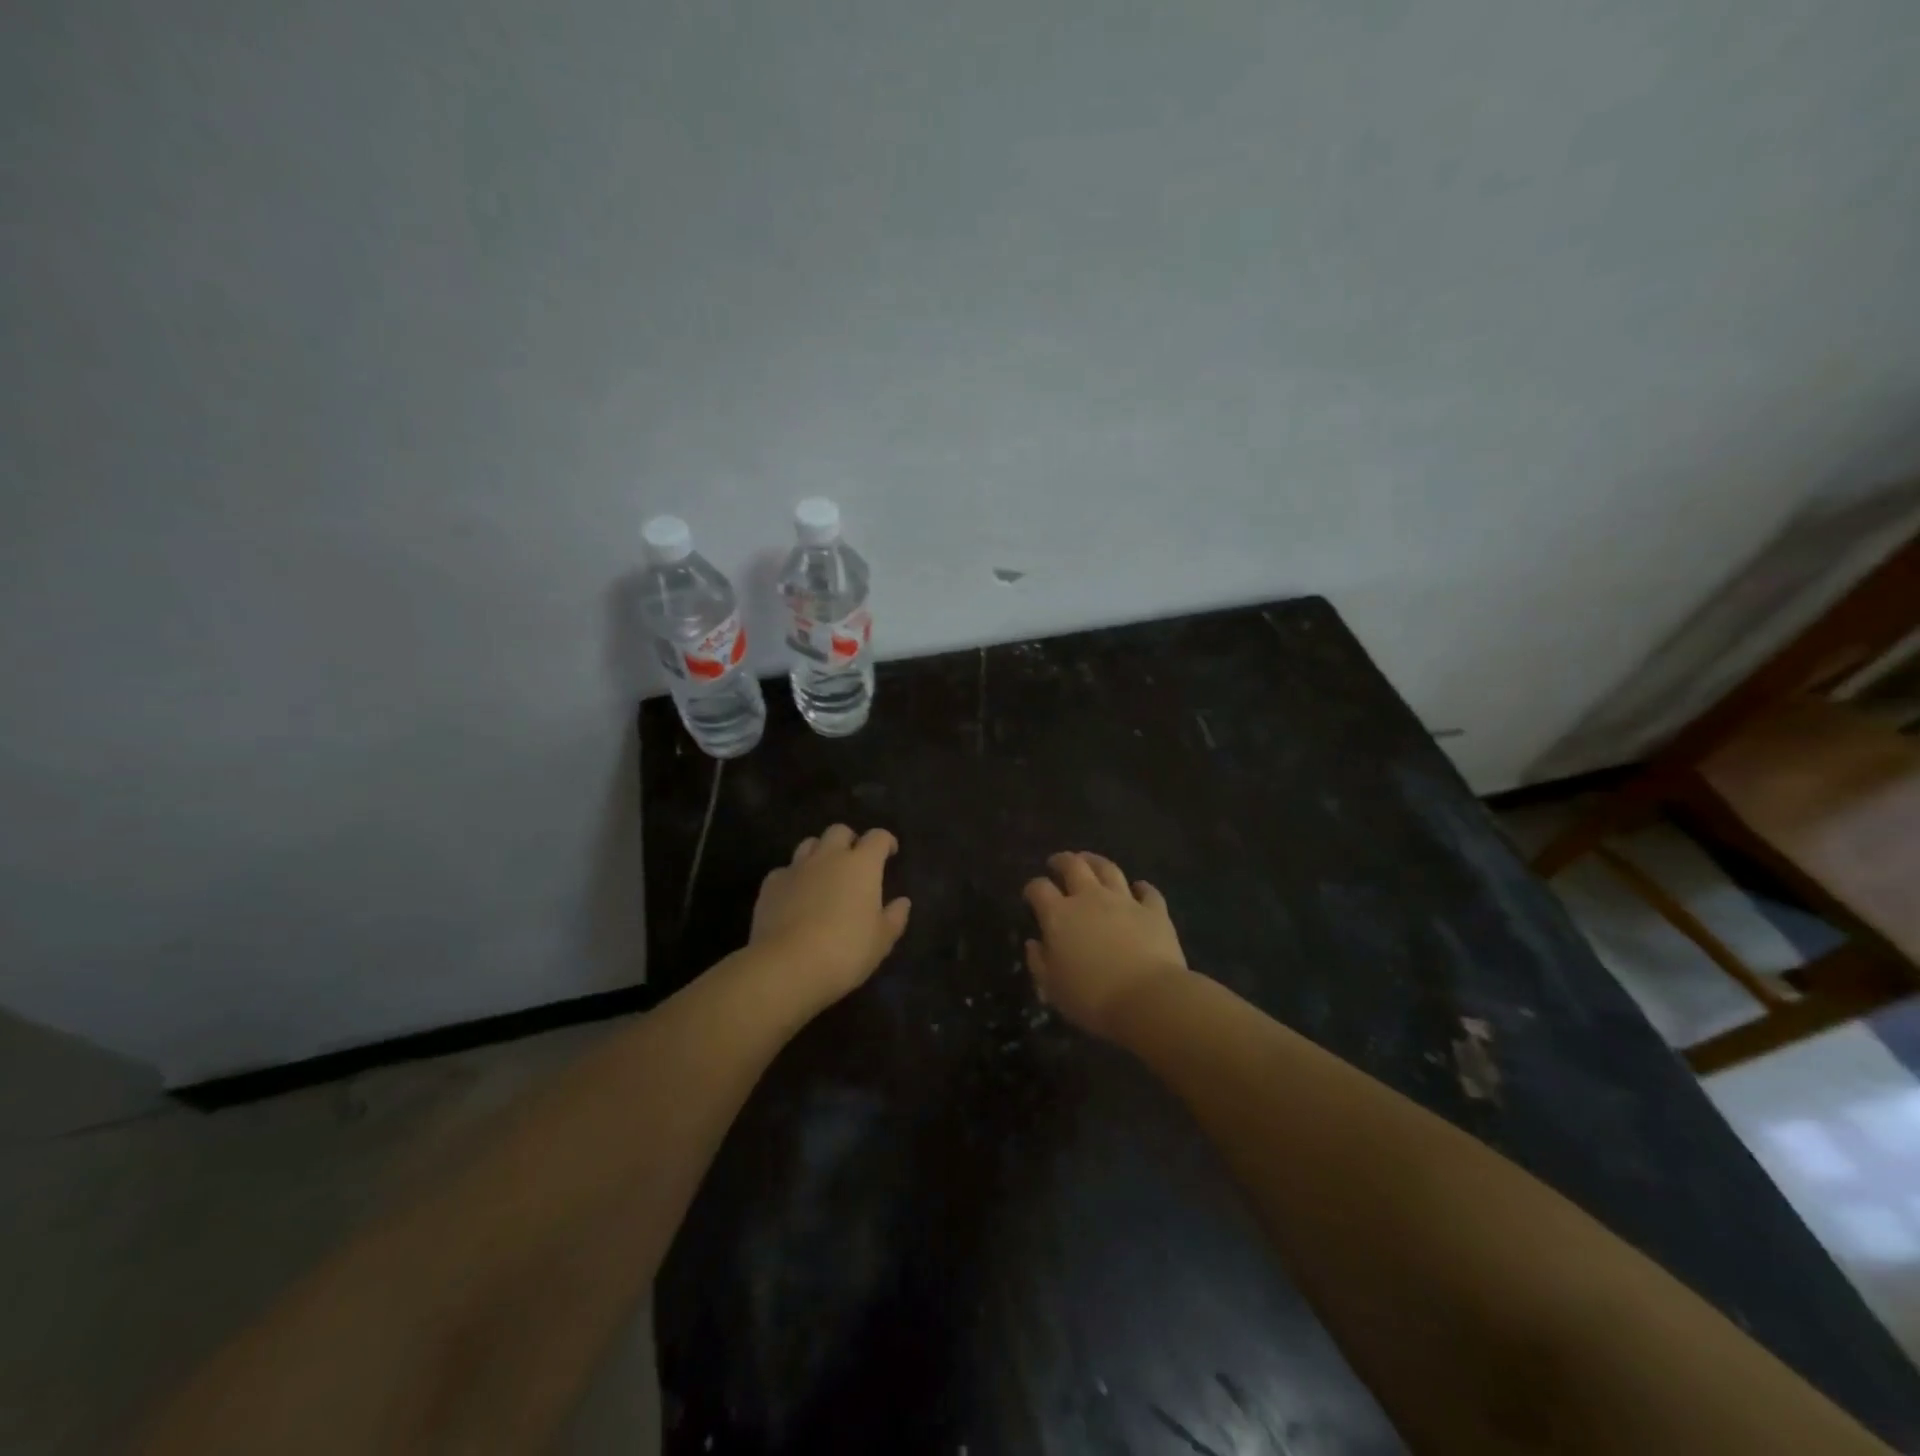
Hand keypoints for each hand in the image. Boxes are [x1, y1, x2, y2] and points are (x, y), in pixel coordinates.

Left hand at [749, 825, 911, 1006]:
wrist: (787, 965)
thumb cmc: (846, 950)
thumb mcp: (881, 940)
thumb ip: (894, 917)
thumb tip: (902, 902)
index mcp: (862, 865)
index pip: (877, 838)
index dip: (886, 841)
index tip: (890, 852)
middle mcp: (829, 857)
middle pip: (839, 831)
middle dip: (849, 840)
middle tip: (854, 861)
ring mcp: (796, 868)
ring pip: (809, 844)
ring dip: (819, 853)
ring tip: (823, 874)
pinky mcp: (770, 885)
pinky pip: (785, 870)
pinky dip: (793, 877)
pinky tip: (795, 896)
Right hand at [1023, 851, 1189, 1037]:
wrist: (1148, 999)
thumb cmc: (1092, 998)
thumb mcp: (1052, 988)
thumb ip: (1038, 962)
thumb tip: (1033, 943)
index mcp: (1059, 915)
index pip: (1039, 889)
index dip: (1032, 889)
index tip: (1030, 895)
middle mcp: (1090, 898)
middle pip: (1073, 866)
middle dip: (1062, 861)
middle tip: (1057, 862)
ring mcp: (1124, 900)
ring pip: (1108, 869)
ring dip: (1096, 862)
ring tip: (1090, 861)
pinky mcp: (1154, 911)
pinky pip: (1148, 891)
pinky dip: (1141, 887)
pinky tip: (1139, 888)